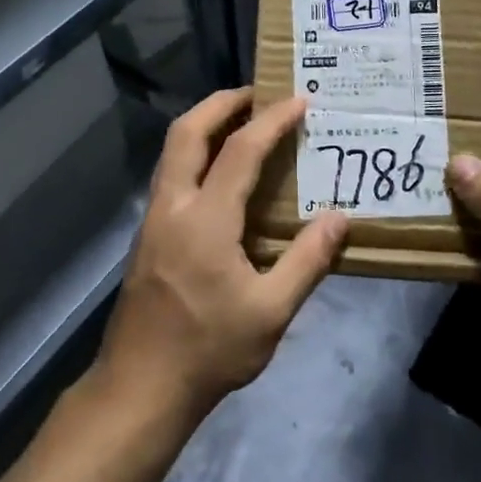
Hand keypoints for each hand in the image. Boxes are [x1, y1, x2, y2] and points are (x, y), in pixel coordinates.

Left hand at [95, 89, 346, 423]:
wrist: (140, 387)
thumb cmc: (209, 350)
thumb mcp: (271, 312)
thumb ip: (307, 261)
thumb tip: (340, 218)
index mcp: (206, 220)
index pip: (241, 151)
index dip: (272, 121)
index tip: (299, 101)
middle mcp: (173, 207)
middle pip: (187, 132)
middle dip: (221, 103)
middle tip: (257, 94)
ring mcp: (154, 220)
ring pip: (172, 151)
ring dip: (204, 125)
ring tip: (241, 121)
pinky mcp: (147, 236)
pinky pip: (171, 174)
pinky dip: (196, 153)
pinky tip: (219, 173)